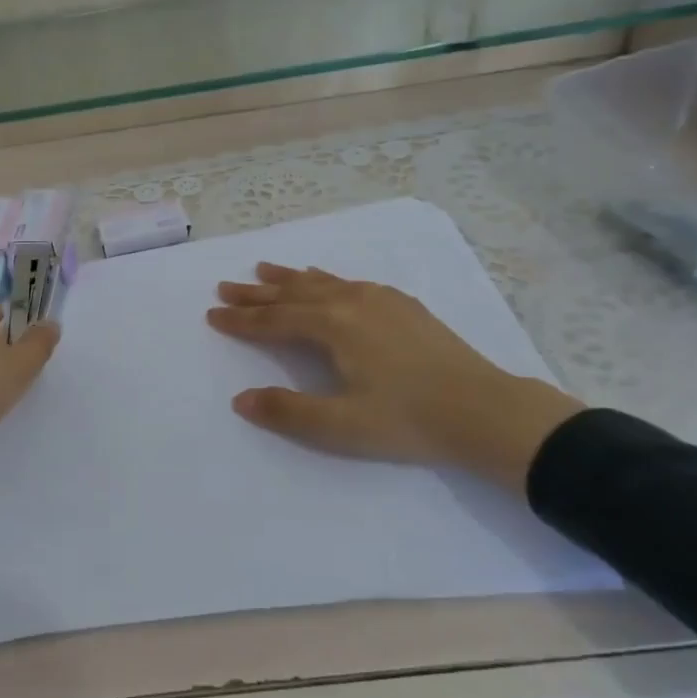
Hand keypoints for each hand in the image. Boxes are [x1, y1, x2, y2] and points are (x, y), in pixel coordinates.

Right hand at [206, 263, 581, 492]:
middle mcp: (351, 301)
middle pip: (292, 293)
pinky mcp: (402, 305)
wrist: (484, 410)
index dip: (241, 320)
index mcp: (332, 326)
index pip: (274, 320)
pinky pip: (348, 282)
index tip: (212, 314)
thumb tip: (240, 400)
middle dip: (256, 293)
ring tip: (262, 270)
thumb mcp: (341, 426)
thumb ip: (287, 412)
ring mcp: (379, 299)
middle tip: (225, 286)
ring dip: (288, 278)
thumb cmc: (409, 420)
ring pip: (321, 281)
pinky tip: (324, 279)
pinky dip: (323, 278)